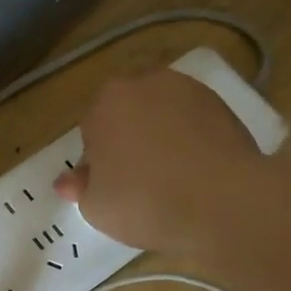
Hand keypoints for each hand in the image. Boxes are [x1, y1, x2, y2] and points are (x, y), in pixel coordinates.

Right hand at [53, 68, 264, 254]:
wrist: (223, 201)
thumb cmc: (146, 202)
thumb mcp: (97, 208)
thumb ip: (80, 188)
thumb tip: (68, 181)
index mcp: (105, 102)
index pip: (91, 131)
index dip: (98, 163)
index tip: (112, 189)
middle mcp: (144, 83)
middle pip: (128, 116)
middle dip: (130, 142)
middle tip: (140, 184)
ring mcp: (187, 89)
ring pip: (163, 116)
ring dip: (162, 137)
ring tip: (174, 179)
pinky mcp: (222, 104)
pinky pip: (194, 122)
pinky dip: (193, 140)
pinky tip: (199, 172)